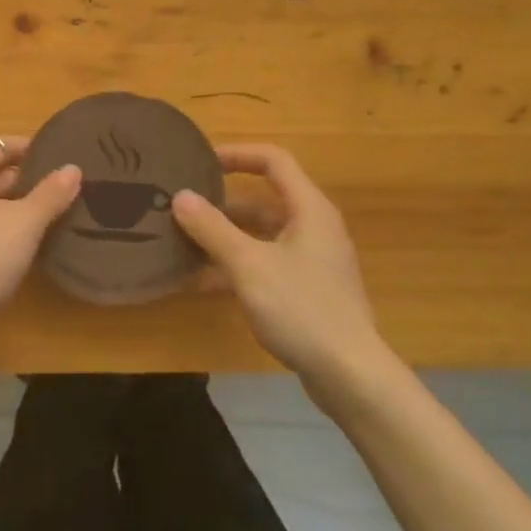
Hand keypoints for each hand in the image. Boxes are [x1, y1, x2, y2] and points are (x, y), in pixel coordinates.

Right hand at [173, 144, 386, 401]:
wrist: (351, 376)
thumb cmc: (302, 309)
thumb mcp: (249, 265)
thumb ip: (212, 229)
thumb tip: (180, 196)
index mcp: (309, 209)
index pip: (273, 161)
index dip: (237, 154)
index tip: (201, 162)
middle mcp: (313, 227)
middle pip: (264, 199)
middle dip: (222, 201)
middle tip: (184, 205)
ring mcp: (312, 261)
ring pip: (262, 235)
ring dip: (226, 235)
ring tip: (184, 241)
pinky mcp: (307, 290)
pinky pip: (266, 263)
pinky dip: (237, 264)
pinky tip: (202, 280)